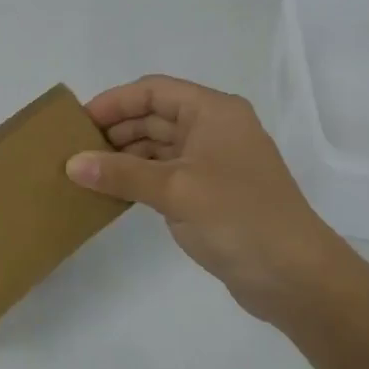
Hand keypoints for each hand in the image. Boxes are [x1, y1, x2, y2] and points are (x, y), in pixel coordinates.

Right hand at [67, 75, 340, 321]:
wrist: (296, 277)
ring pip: (158, 146)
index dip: (114, 102)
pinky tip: (111, 192)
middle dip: (116, 130)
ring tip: (85, 172)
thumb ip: (121, 174)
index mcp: (213, 111)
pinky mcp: (211, 193)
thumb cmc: (238, 217)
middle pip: (155, 116)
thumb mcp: (175, 190)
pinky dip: (139, 179)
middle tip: (74, 150)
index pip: (154, 91)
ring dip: (124, 157)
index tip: (78, 122)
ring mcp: (213, 162)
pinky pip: (165, 174)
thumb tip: (72, 164)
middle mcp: (214, 129)